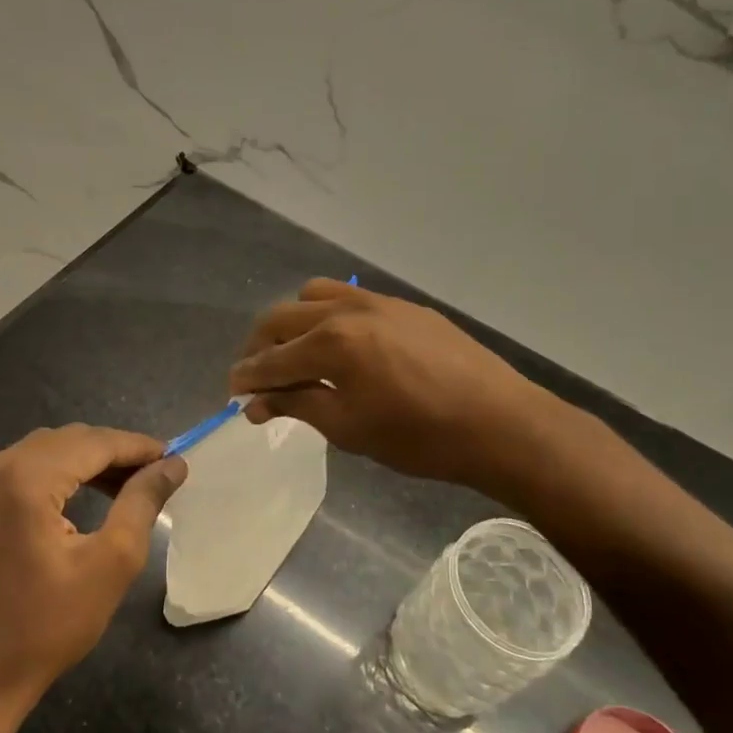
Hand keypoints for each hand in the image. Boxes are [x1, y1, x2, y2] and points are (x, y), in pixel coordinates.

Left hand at [0, 425, 185, 730]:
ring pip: (33, 455)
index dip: (136, 446)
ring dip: (75, 465)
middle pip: (62, 442)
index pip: (93, 442)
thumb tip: (172, 464)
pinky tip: (62, 506)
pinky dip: (40, 481)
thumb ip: (142, 502)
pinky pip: (5, 477)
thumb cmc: (48, 626)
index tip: (170, 456)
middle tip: (147, 475)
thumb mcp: (110, 563)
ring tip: (113, 488)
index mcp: (25, 478)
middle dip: (108, 453)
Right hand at [228, 279, 554, 490]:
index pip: (271, 359)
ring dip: (293, 323)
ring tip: (296, 354)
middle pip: (282, 318)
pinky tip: (341, 346)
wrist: (499, 423)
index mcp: (330, 343)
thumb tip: (257, 402)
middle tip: (257, 376)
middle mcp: (347, 309)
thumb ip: (298, 405)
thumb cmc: (419, 437)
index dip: (246, 378)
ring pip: (314, 296)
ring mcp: (379, 302)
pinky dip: (327, 316)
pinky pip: (350, 298)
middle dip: (260, 347)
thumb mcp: (349, 429)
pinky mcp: (404, 306)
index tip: (233, 392)